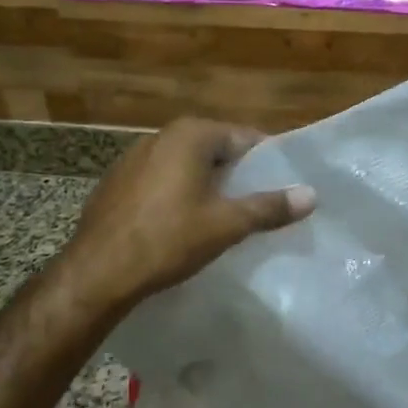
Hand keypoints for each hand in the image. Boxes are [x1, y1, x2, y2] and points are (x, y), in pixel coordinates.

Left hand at [51, 118, 315, 323]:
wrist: (96, 273)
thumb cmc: (167, 240)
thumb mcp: (226, 224)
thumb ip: (269, 206)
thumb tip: (311, 195)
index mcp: (191, 134)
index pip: (244, 137)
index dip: (266, 161)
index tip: (282, 186)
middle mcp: (162, 135)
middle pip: (215, 149)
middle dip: (237, 174)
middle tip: (259, 204)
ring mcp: (134, 157)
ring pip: (187, 165)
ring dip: (207, 184)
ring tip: (226, 216)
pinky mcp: (117, 181)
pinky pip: (162, 179)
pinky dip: (178, 193)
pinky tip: (183, 223)